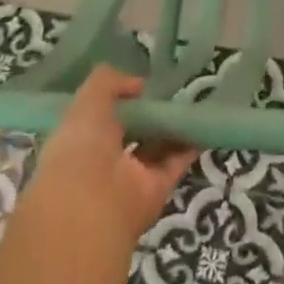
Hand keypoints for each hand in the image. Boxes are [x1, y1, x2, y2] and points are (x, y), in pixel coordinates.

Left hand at [25, 66, 197, 248]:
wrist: (91, 202)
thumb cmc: (81, 145)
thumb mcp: (87, 100)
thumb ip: (109, 81)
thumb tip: (138, 83)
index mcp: (81, 139)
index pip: (101, 116)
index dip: (119, 99)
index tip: (140, 83)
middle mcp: (105, 159)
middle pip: (132, 132)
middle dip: (149, 113)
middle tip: (170, 90)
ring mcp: (131, 175)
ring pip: (156, 147)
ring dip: (171, 128)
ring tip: (191, 101)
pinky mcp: (156, 188)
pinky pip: (176, 162)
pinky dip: (190, 145)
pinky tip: (203, 123)